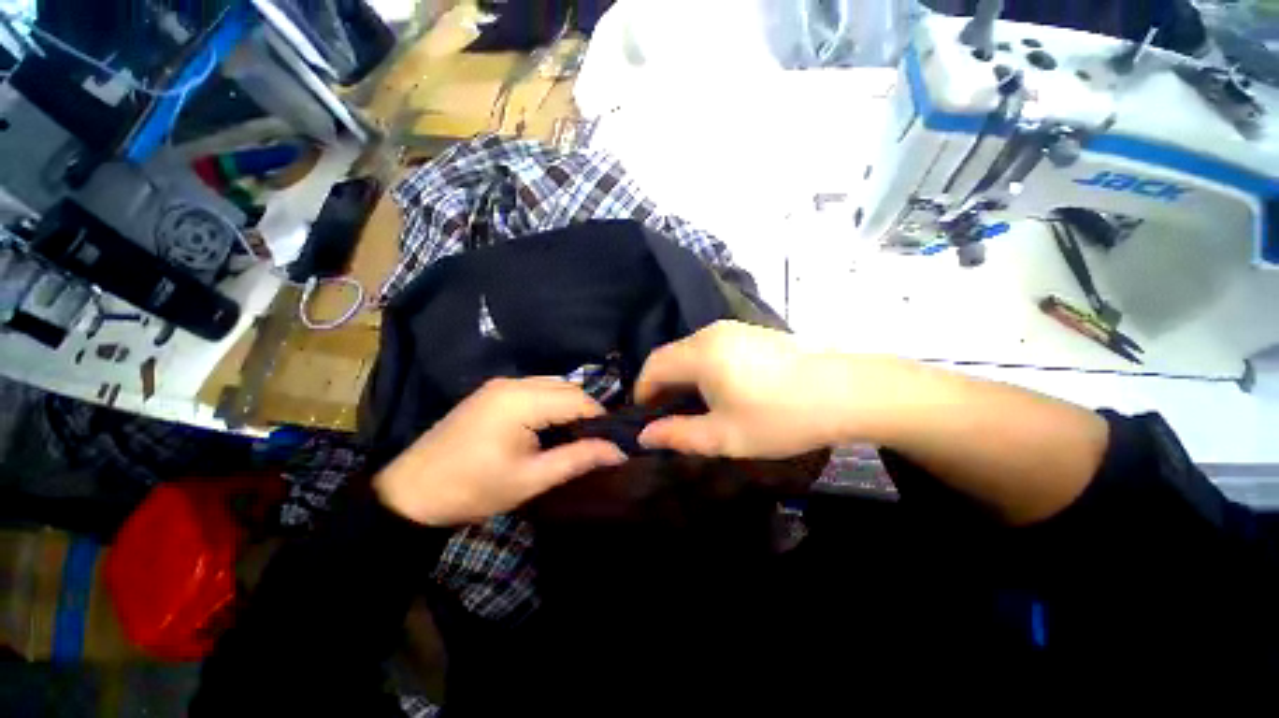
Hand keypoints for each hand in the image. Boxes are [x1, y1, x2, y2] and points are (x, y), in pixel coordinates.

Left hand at [374, 378, 627, 525]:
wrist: (411, 493)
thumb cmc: (473, 489)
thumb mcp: (531, 479)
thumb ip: (578, 459)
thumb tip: (618, 451)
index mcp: (522, 400)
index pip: (578, 399)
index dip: (599, 419)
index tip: (609, 442)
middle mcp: (513, 383)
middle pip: (567, 388)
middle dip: (585, 412)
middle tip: (591, 443)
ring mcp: (500, 384)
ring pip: (552, 386)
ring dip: (568, 407)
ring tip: (571, 437)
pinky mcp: (492, 392)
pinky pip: (535, 389)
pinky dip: (550, 404)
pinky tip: (547, 428)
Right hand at [636, 321, 893, 458]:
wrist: (848, 392)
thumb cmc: (781, 416)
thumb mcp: (725, 436)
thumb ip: (679, 435)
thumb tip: (644, 436)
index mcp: (700, 353)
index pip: (653, 365)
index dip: (641, 391)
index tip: (645, 418)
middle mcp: (711, 333)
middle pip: (670, 356)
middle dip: (661, 386)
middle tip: (667, 417)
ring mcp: (733, 329)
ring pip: (691, 352)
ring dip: (683, 377)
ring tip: (694, 407)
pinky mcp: (751, 333)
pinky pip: (712, 349)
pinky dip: (703, 369)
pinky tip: (721, 390)